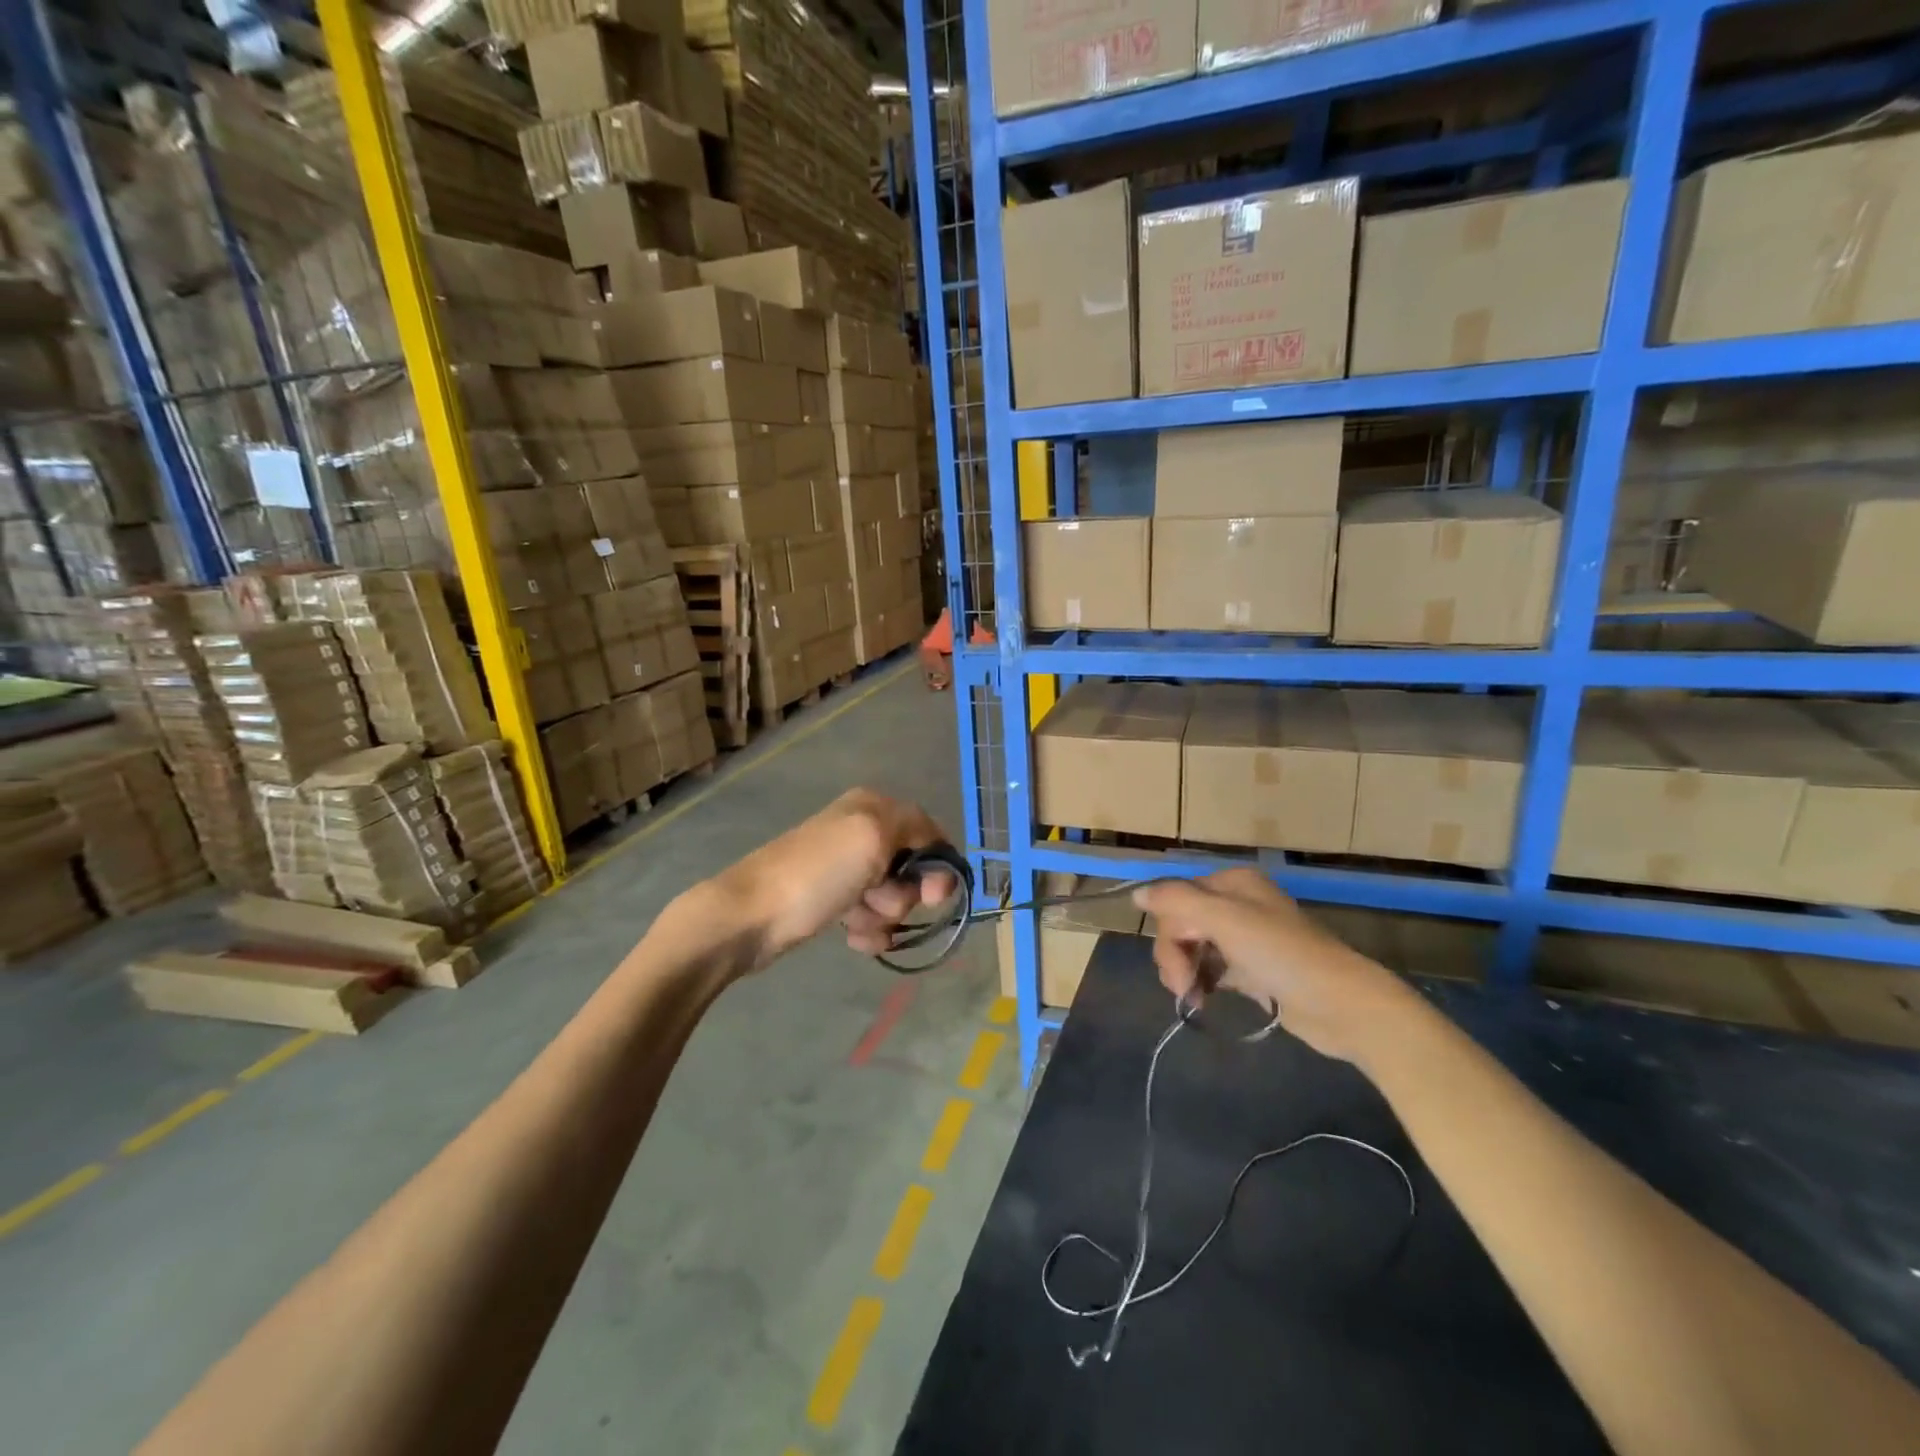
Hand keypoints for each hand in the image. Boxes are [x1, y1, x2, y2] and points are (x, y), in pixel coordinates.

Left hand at [708, 789, 956, 970]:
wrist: (750, 917)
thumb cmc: (817, 874)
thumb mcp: (872, 834)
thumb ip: (917, 828)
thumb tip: (937, 849)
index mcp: (873, 807)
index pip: (929, 833)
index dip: (936, 867)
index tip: (933, 897)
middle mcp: (862, 832)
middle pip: (912, 870)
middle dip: (903, 894)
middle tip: (879, 903)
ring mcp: (846, 869)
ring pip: (892, 898)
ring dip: (882, 917)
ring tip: (854, 922)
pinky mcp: (833, 901)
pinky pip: (871, 918)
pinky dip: (867, 931)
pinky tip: (850, 938)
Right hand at [1134, 869, 1412, 1062]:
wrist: (1342, 1006)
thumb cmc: (1283, 956)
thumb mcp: (1226, 920)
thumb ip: (1177, 901)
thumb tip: (1136, 893)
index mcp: (1231, 884)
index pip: (1174, 899)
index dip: (1168, 932)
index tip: (1176, 967)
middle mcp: (1236, 905)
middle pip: (1181, 924)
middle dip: (1175, 956)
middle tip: (1184, 990)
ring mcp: (1245, 938)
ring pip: (1193, 948)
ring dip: (1185, 973)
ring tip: (1195, 1000)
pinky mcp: (1252, 970)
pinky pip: (1211, 969)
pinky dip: (1203, 983)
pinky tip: (1205, 1001)